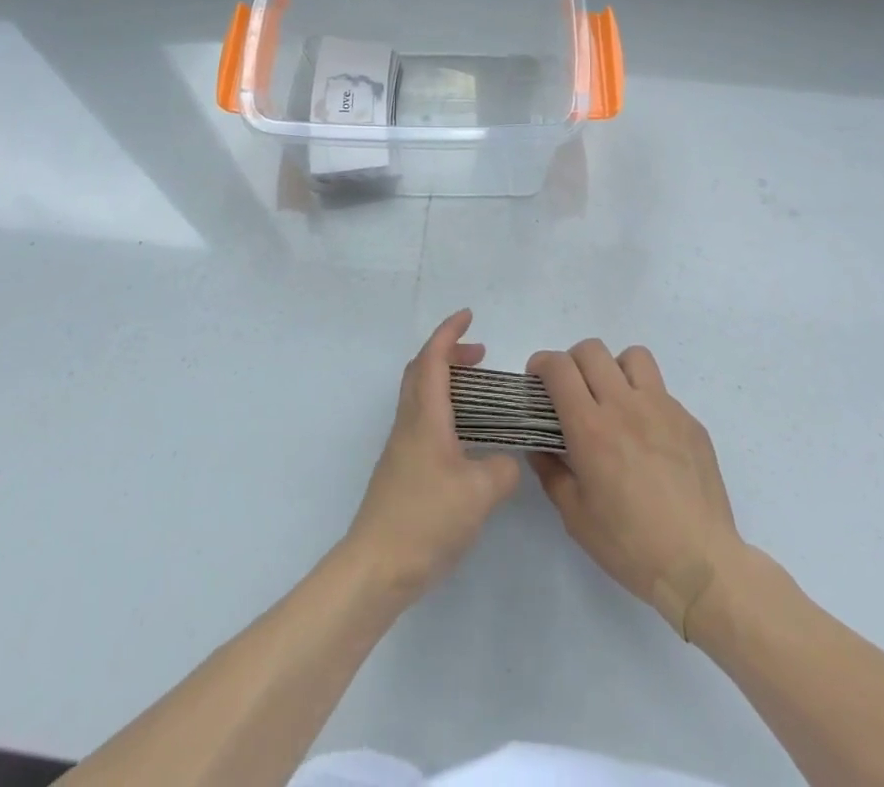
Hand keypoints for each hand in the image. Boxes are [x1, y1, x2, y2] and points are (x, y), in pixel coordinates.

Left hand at [345, 310, 520, 603]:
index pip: (433, 358)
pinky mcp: (402, 468)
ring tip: (479, 392)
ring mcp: (402, 446)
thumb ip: (501, 469)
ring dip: (446, 381)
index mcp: (425, 416)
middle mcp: (409, 422)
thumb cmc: (426, 519)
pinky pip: (422, 418)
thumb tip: (506, 460)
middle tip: (481, 355)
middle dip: (449, 353)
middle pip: (422, 370)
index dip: (449, 332)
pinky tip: (466, 435)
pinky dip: (444, 407)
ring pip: (420, 394)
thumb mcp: (479, 494)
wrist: (377, 566)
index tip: (469, 316)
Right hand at [527, 340, 746, 639]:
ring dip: (614, 369)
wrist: (701, 566)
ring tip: (613, 400)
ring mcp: (662, 408)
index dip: (541, 364)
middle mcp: (625, 405)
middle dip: (572, 362)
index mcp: (591, 427)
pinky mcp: (689, 420)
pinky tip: (648, 439)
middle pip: (592, 350)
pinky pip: (661, 391)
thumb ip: (550, 471)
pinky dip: (645, 401)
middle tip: (571, 391)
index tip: (538, 382)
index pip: (559, 367)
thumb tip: (539, 445)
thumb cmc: (630, 545)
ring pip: (632, 357)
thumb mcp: (575, 515)